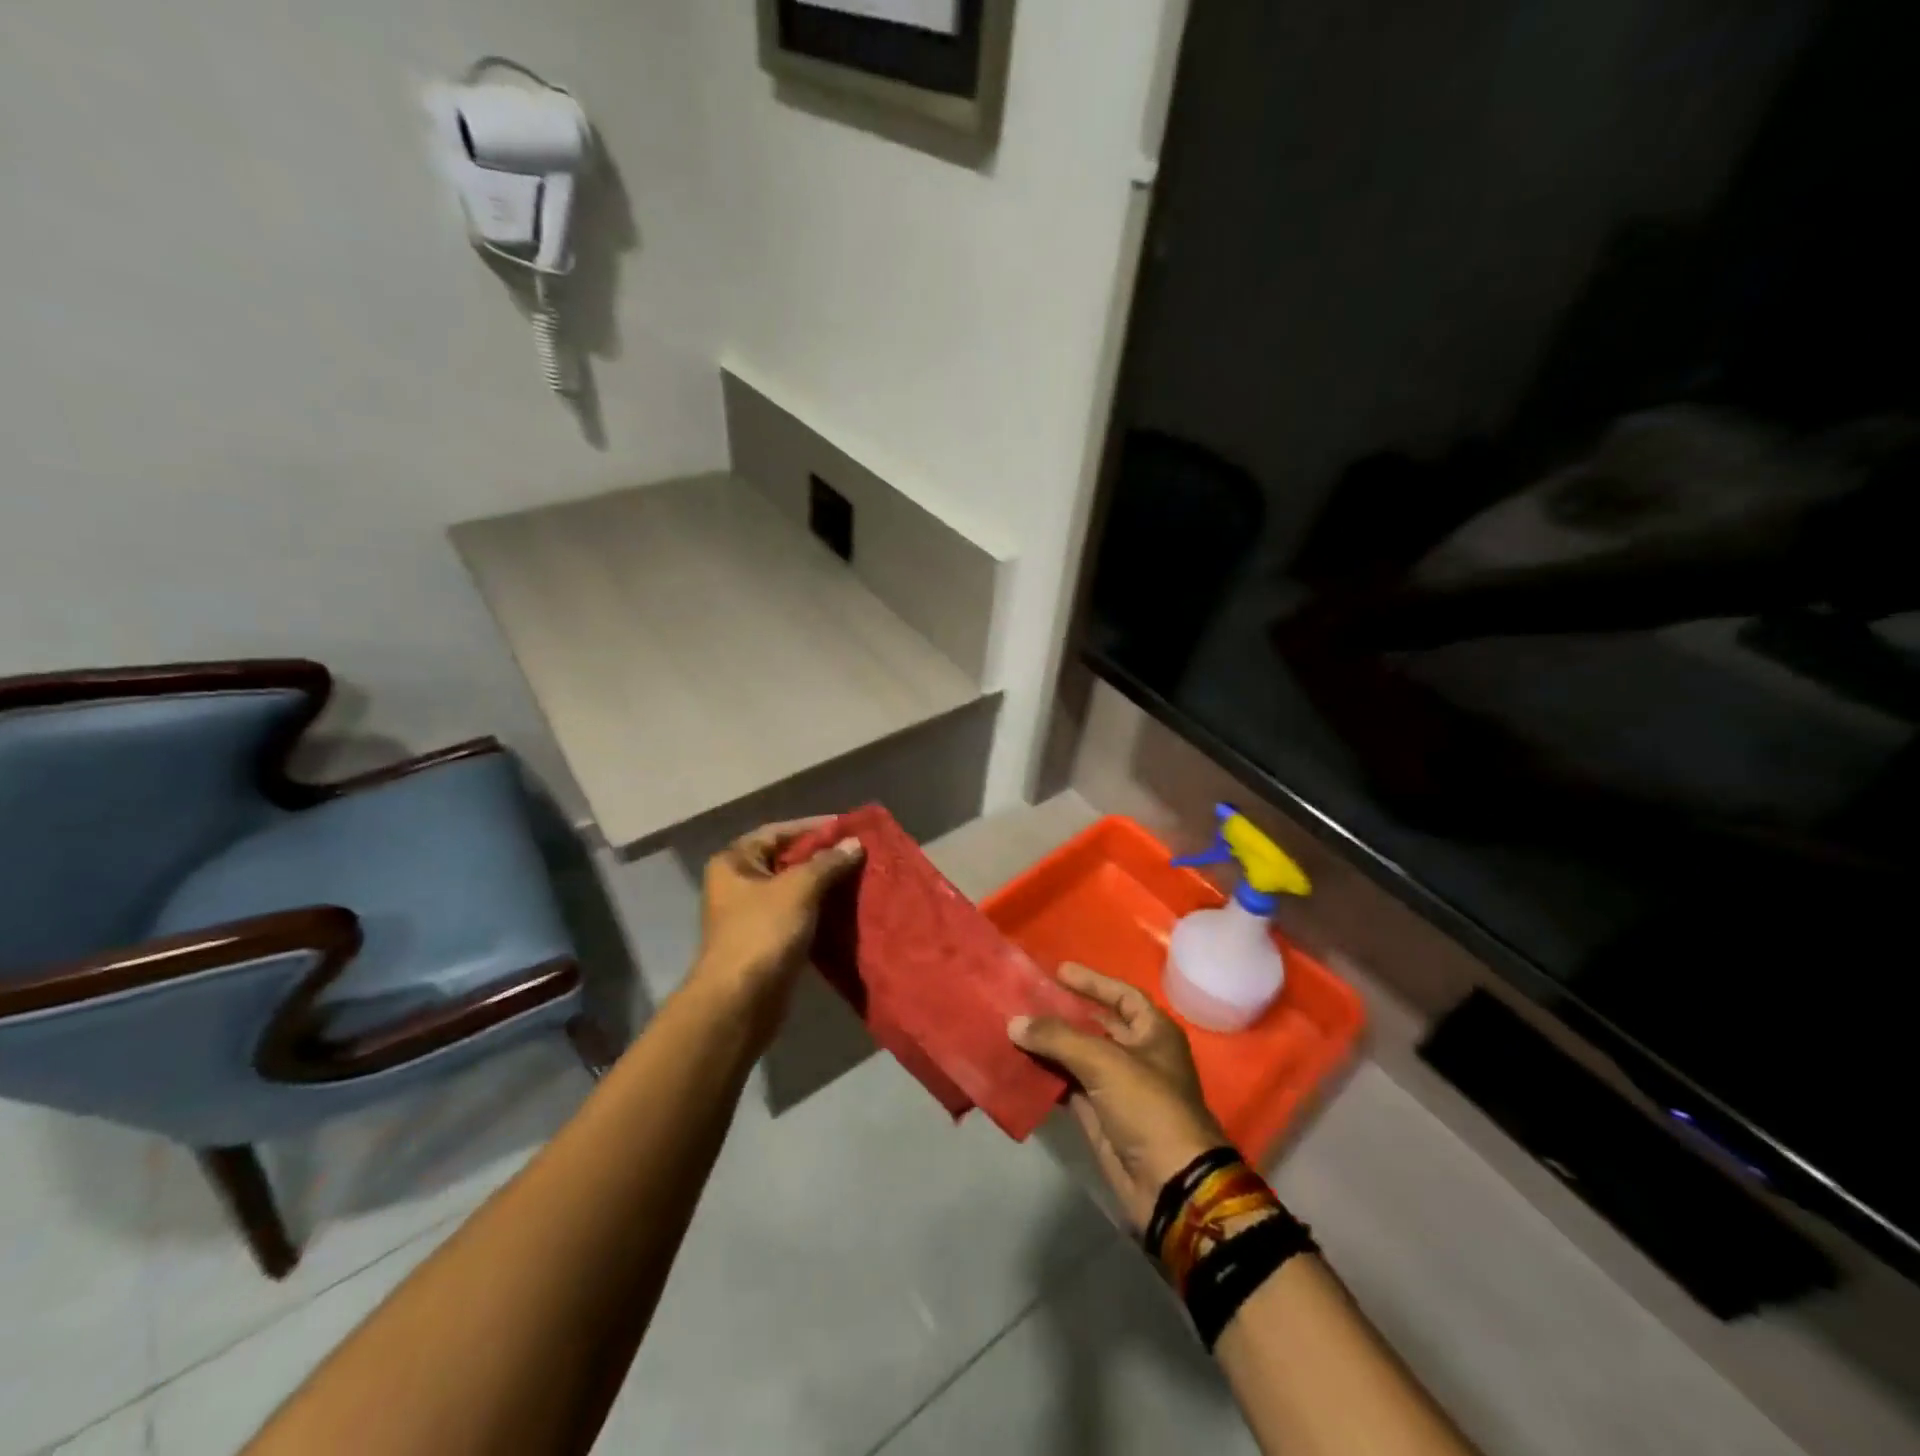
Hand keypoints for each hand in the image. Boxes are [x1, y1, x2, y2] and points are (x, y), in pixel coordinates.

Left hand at [689, 819, 863, 1022]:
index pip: (779, 831)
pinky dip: (821, 911)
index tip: (849, 826)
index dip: (814, 827)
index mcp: (735, 862)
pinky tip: (849, 908)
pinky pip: (799, 915)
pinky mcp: (768, 941)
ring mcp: (752, 914)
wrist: (740, 1002)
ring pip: (795, 890)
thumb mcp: (799, 889)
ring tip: (862, 877)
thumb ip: (828, 863)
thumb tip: (855, 843)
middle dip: (824, 857)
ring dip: (826, 885)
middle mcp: (739, 883)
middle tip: (861, 852)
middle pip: (787, 860)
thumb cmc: (763, 932)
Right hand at [1010, 964, 1230, 1230]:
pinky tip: (1019, 1065)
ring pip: (1078, 1057)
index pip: (1122, 995)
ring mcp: (1118, 1088)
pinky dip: (1046, 1077)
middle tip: (1025, 998)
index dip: (1093, 982)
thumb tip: (1014, 1022)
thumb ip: (1058, 1038)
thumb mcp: (1104, 1062)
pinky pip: (1068, 1088)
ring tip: (1013, 1028)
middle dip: (1063, 1013)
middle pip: (1096, 1025)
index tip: (1058, 971)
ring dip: (1049, 1045)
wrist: (1170, 1185)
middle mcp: (1138, 1056)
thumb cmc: (1148, 1107)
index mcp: (1154, 1033)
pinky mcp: (1101, 1118)